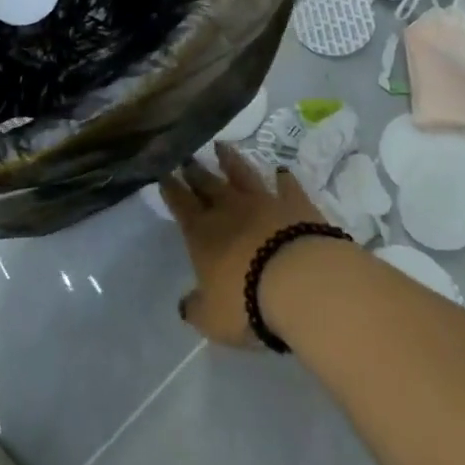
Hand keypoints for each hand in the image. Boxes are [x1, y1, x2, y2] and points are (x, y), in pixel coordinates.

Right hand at [162, 142, 330, 348]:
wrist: (301, 282)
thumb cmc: (247, 302)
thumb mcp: (212, 319)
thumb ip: (196, 308)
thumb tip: (186, 304)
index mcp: (202, 233)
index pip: (180, 204)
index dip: (170, 188)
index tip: (163, 173)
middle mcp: (229, 209)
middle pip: (207, 183)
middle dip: (194, 170)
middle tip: (186, 157)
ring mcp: (264, 202)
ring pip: (242, 174)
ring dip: (230, 160)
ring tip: (221, 146)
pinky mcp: (296, 203)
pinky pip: (287, 186)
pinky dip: (283, 178)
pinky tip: (281, 171)